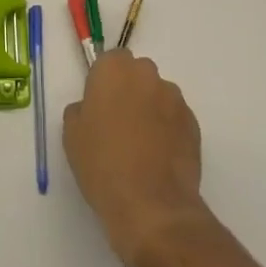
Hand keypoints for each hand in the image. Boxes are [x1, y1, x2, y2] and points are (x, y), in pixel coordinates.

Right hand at [63, 50, 205, 266]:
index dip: (104, 82)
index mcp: (114, 69)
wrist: (151, 206)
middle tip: (118, 124)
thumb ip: (81, 109)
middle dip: (129, 91)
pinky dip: (168, 129)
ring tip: (141, 145)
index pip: (110, 60)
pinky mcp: (193, 124)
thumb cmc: (102, 164)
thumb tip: (92, 108)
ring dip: (150, 109)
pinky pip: (175, 118)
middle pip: (137, 74)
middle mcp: (147, 75)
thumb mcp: (72, 135)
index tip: (99, 106)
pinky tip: (158, 158)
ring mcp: (174, 98)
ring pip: (158, 95)